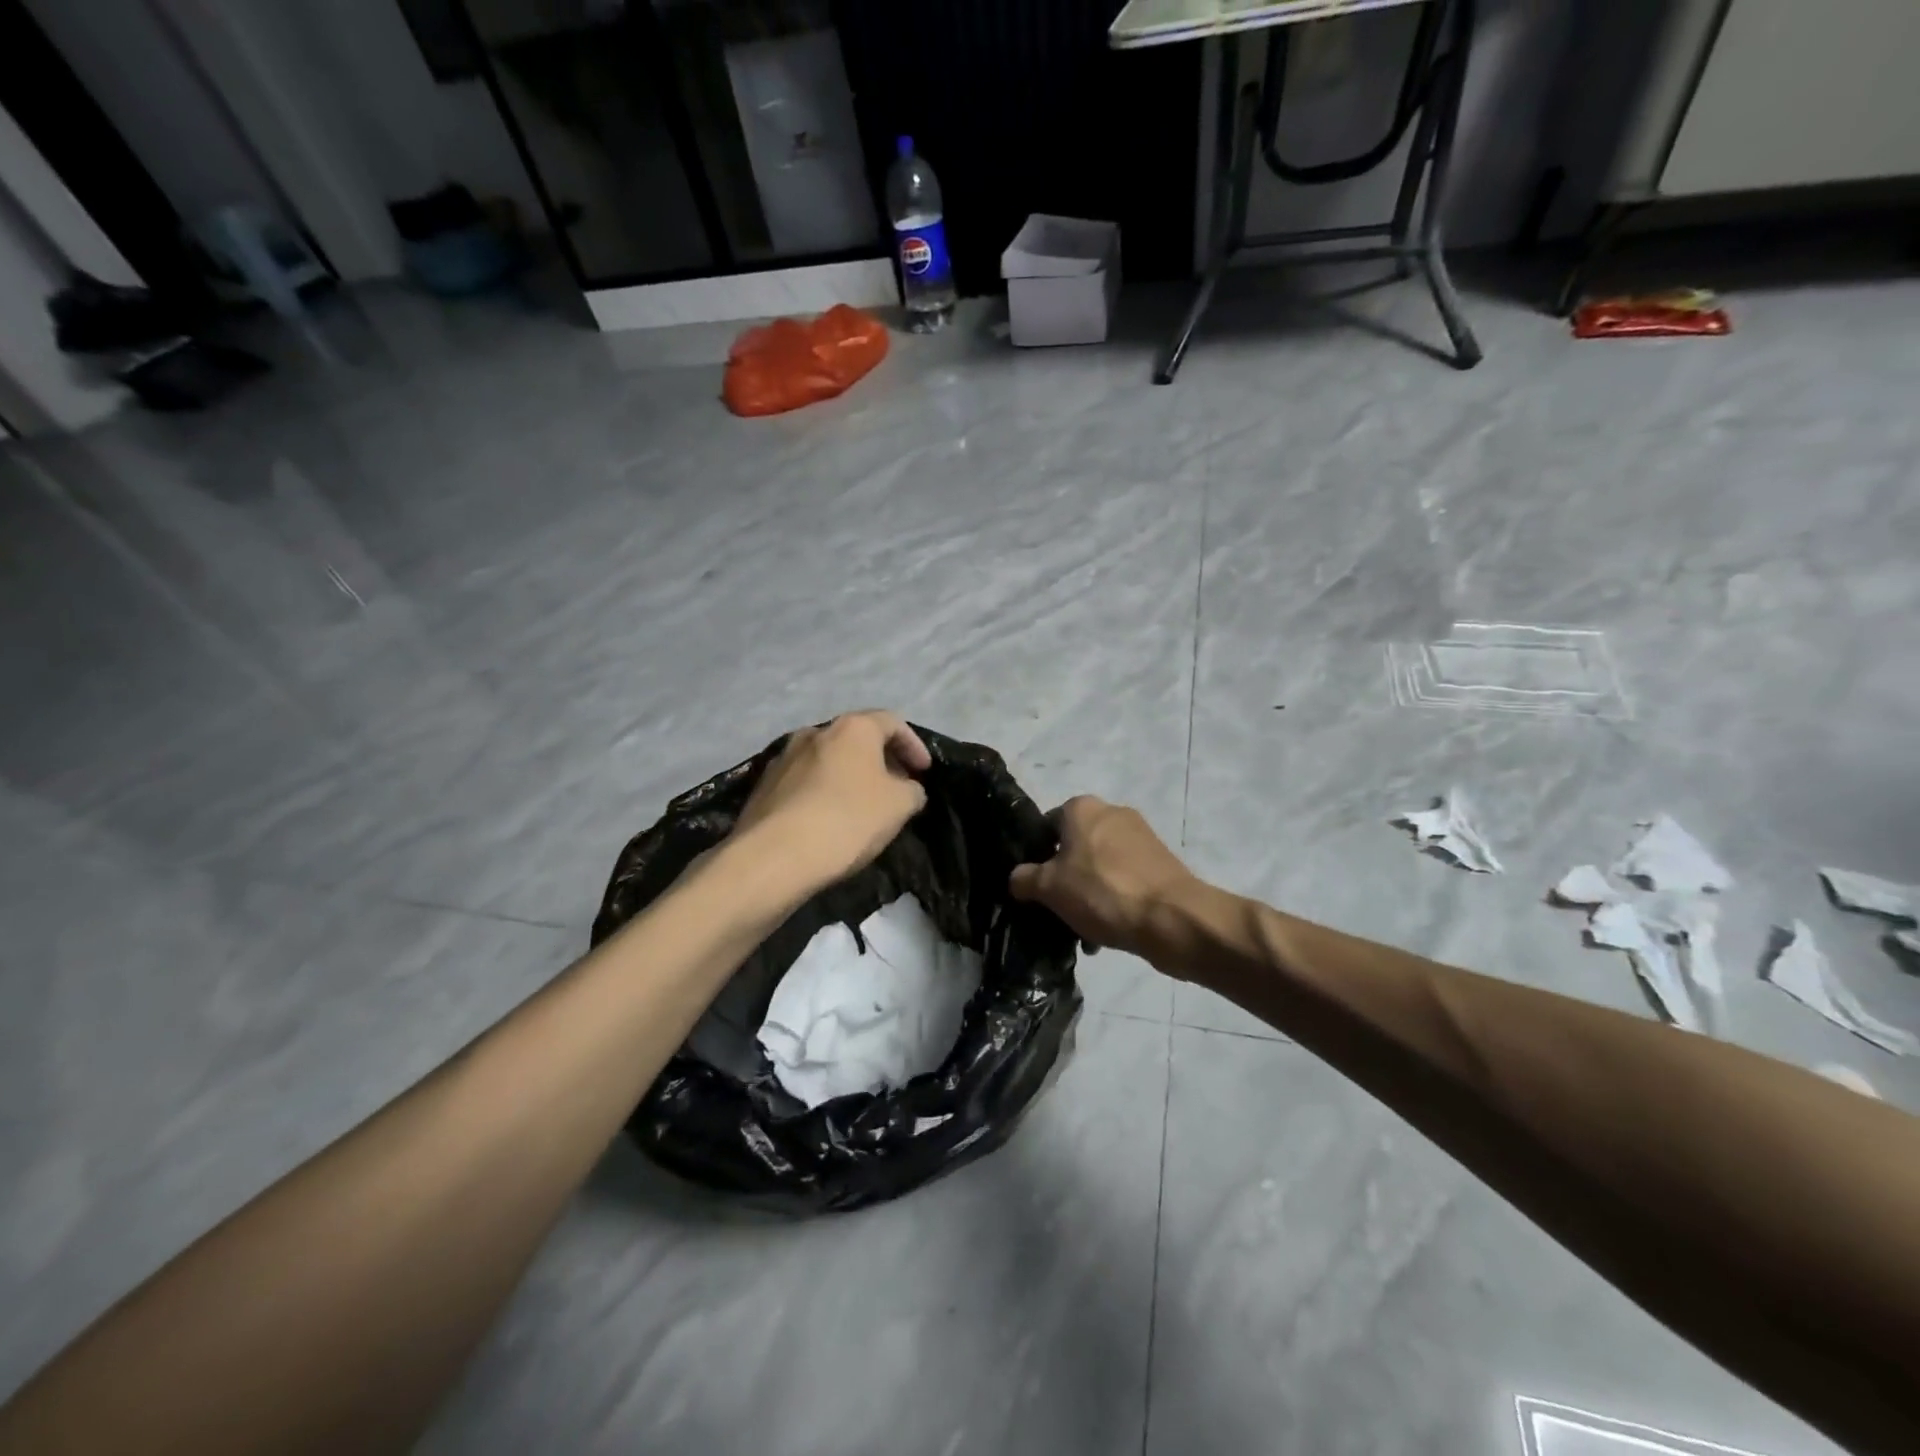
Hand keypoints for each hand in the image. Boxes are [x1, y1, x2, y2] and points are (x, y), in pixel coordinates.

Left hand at [733, 711, 931, 893]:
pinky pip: (804, 782)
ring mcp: (784, 757)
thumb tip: (907, 788)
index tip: (924, 771)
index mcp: (852, 728)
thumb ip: (912, 790)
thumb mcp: (899, 806)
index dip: (913, 745)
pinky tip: (829, 819)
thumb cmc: (848, 819)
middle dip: (880, 760)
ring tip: (863, 804)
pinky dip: (823, 792)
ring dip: (849, 775)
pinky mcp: (764, 786)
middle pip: (856, 738)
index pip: (892, 723)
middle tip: (897, 786)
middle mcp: (815, 732)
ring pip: (828, 759)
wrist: (775, 856)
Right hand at [1009, 797, 1197, 959]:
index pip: (1046, 826)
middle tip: (1056, 911)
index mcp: (1082, 808)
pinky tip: (1108, 932)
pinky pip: (1124, 880)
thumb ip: (1024, 879)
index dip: (1035, 856)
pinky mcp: (1161, 863)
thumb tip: (1018, 878)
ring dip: (1088, 895)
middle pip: (1074, 848)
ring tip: (1083, 931)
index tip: (1034, 887)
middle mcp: (1112, 813)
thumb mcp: (1048, 888)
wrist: (1172, 918)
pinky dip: (1114, 901)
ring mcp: (1141, 838)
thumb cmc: (1102, 893)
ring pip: (1099, 867)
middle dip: (1064, 880)